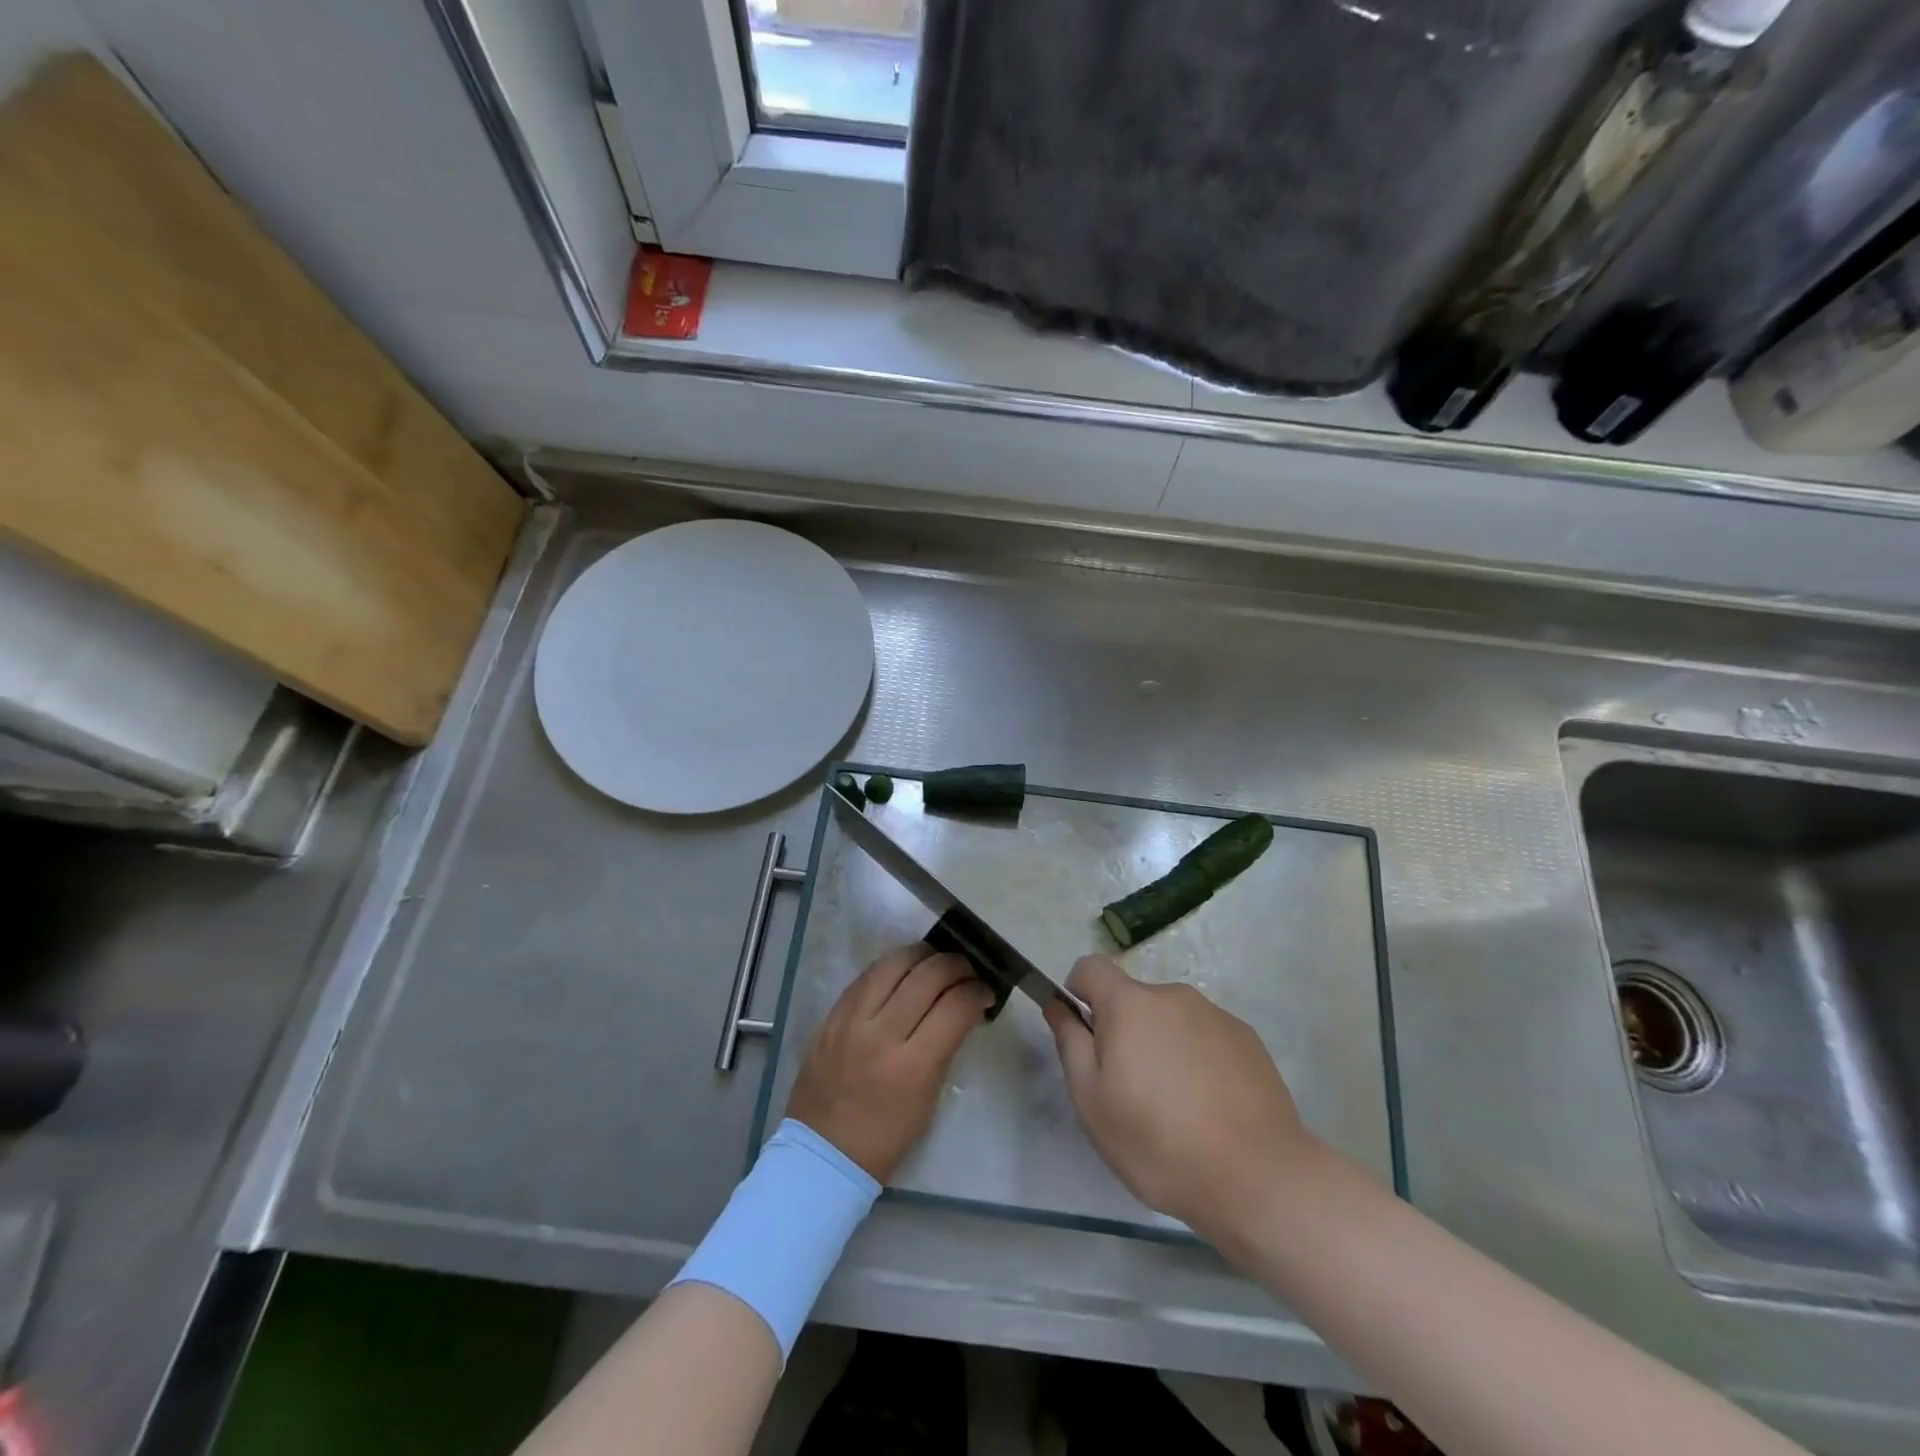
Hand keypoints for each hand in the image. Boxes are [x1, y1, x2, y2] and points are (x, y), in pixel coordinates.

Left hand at [787, 942, 993, 1182]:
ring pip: (894, 963)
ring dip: (923, 955)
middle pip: (928, 976)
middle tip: (967, 972)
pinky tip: (905, 970)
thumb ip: (944, 1049)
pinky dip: (892, 966)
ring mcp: (851, 1020)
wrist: (822, 1154)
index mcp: (912, 1067)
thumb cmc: (885, 1139)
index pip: (955, 1007)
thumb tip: (962, 1009)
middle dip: (956, 966)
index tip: (985, 992)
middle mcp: (881, 1034)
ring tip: (936, 962)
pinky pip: (866, 975)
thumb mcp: (928, 1100)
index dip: (977, 992)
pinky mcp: (832, 1015)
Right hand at [1044, 955, 1316, 1241]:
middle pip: (1133, 1000)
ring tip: (1175, 1109)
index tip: (1083, 1034)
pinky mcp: (1248, 1040)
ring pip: (1171, 1021)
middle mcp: (1173, 995)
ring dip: (1162, 1047)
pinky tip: (1210, 1110)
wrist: (1258, 1177)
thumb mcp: (1092, 1100)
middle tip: (1129, 1092)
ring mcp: (1215, 1015)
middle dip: (1124, 1032)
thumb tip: (1058, 1004)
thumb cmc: (1158, 1141)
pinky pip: (1206, 1038)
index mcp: (1130, 1004)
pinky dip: (1198, 1061)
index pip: (1091, 967)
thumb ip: (1070, 1042)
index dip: (1078, 992)